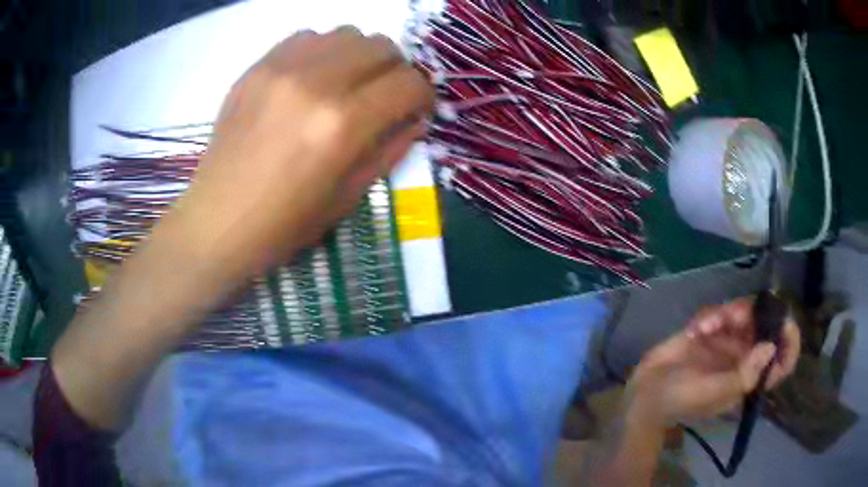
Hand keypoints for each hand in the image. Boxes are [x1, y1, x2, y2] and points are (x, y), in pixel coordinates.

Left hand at [158, 27, 433, 282]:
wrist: (216, 222)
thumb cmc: (283, 224)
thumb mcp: (348, 197)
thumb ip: (390, 149)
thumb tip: (415, 118)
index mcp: (343, 125)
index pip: (408, 82)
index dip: (422, 95)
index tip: (415, 109)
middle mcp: (316, 83)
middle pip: (382, 46)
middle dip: (395, 70)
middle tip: (384, 95)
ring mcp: (282, 69)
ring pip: (347, 33)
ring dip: (360, 56)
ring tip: (347, 84)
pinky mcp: (258, 67)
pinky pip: (308, 37)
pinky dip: (323, 51)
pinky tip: (312, 78)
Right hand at [626, 297, 799, 425]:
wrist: (646, 392)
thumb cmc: (681, 400)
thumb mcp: (713, 393)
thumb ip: (744, 374)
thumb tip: (771, 347)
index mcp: (750, 379)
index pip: (781, 362)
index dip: (789, 343)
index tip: (784, 322)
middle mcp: (744, 358)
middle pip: (764, 327)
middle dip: (753, 316)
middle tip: (734, 315)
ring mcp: (728, 343)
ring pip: (744, 314)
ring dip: (728, 313)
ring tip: (706, 325)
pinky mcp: (712, 330)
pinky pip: (721, 312)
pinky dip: (710, 316)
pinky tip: (695, 329)